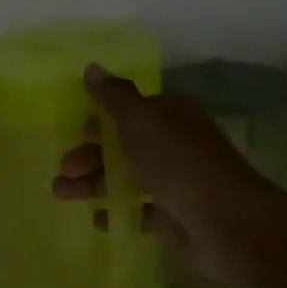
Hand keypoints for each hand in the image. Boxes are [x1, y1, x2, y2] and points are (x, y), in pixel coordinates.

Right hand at [51, 64, 271, 277]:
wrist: (224, 220)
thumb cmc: (177, 160)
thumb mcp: (140, 118)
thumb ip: (113, 96)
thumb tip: (92, 68)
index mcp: (170, 116)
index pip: (129, 113)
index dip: (101, 123)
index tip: (80, 135)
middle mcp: (173, 145)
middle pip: (122, 147)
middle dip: (89, 157)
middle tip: (66, 170)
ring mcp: (174, 183)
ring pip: (124, 179)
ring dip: (92, 184)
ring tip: (62, 195)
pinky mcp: (173, 218)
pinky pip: (138, 212)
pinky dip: (117, 213)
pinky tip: (98, 219)